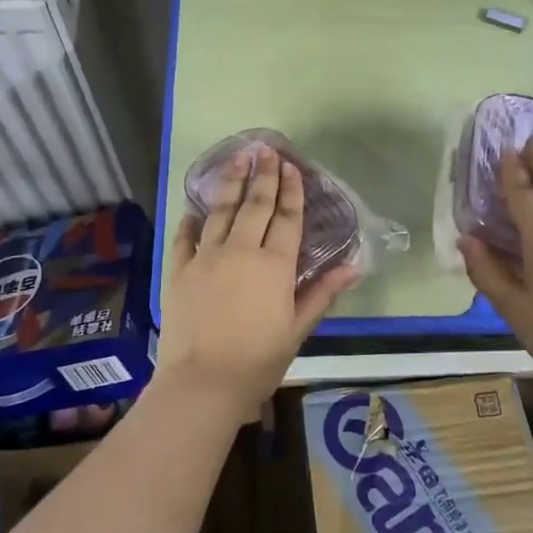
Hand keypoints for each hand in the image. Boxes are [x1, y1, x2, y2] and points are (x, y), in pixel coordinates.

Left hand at [157, 145, 360, 421]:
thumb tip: (354, 266)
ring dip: (231, 183)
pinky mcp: (179, 270)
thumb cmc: (258, 361)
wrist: (203, 383)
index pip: (287, 218)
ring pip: (221, 211)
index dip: (292, 191)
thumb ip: (322, 293)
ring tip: (237, 158)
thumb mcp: (297, 329)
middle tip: (265, 150)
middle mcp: (241, 251)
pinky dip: (193, 219)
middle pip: (255, 205)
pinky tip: (197, 206)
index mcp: (274, 265)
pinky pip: (186, 236)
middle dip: (263, 175)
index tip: (292, 166)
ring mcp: (206, 257)